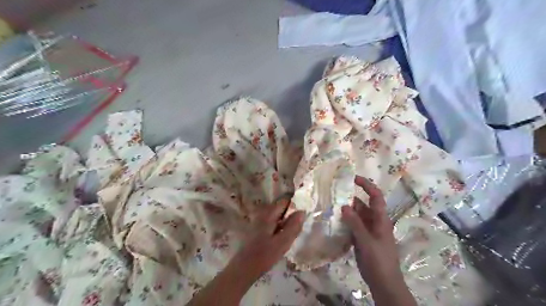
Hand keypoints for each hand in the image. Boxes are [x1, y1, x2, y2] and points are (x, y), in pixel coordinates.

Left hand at [189, 199, 305, 305]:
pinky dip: (279, 227)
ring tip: (293, 232)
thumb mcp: (282, 242)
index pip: (284, 202)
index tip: (304, 213)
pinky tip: (283, 238)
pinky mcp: (258, 230)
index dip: (295, 205)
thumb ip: (293, 227)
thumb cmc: (264, 255)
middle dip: (291, 214)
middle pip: (280, 209)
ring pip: (277, 217)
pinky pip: (272, 223)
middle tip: (300, 225)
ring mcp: (259, 222)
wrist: (243, 269)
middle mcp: (263, 215)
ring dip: (285, 222)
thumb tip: (302, 212)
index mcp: (269, 215)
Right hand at [343, 176, 415, 305]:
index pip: (375, 196)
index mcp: (380, 219)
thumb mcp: (366, 241)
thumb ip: (355, 223)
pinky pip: (352, 225)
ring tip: (330, 206)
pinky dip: (345, 222)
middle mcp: (374, 221)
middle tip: (333, 194)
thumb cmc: (379, 260)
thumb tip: (344, 206)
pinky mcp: (362, 238)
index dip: (366, 185)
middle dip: (350, 198)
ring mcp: (368, 230)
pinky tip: (333, 221)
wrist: (383, 283)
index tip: (353, 178)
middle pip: (363, 205)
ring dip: (346, 211)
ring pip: (356, 215)